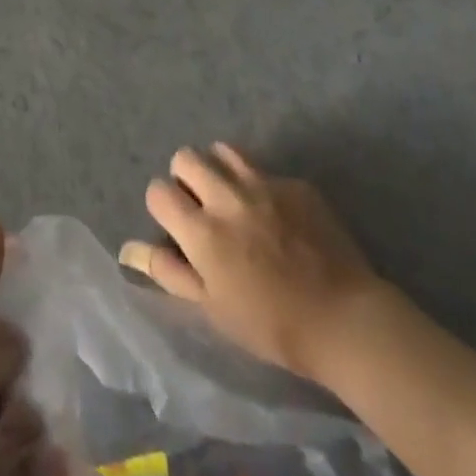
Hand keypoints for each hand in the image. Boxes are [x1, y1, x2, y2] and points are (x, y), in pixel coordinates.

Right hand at [119, 143, 381, 383]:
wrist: (347, 321)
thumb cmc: (271, 325)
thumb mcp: (211, 308)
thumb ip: (168, 271)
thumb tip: (128, 249)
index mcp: (202, 230)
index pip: (158, 191)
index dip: (163, 206)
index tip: (177, 227)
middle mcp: (227, 197)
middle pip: (185, 158)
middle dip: (185, 178)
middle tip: (202, 207)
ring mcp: (264, 186)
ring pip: (222, 150)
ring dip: (218, 169)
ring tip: (232, 197)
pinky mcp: (297, 185)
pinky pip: (265, 170)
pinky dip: (260, 185)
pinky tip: (278, 216)